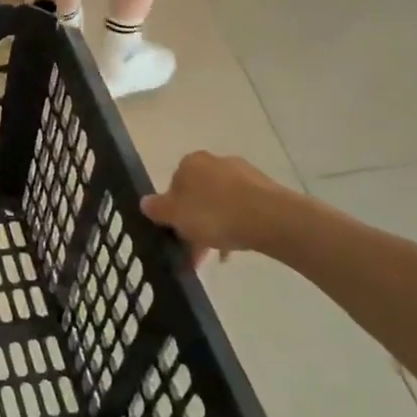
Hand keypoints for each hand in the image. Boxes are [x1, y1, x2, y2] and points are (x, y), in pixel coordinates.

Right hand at [141, 153, 293, 265]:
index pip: (173, 186)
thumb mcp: (175, 216)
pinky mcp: (266, 189)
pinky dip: (236, 225)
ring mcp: (243, 173)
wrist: (270, 219)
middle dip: (194, 223)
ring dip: (215, 227)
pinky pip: (242, 209)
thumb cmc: (214, 214)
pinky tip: (236, 247)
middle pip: (198, 195)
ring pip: (220, 203)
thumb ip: (157, 209)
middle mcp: (215, 161)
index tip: (176, 234)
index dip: (172, 212)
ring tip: (217, 255)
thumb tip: (145, 202)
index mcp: (190, 162)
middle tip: (194, 250)